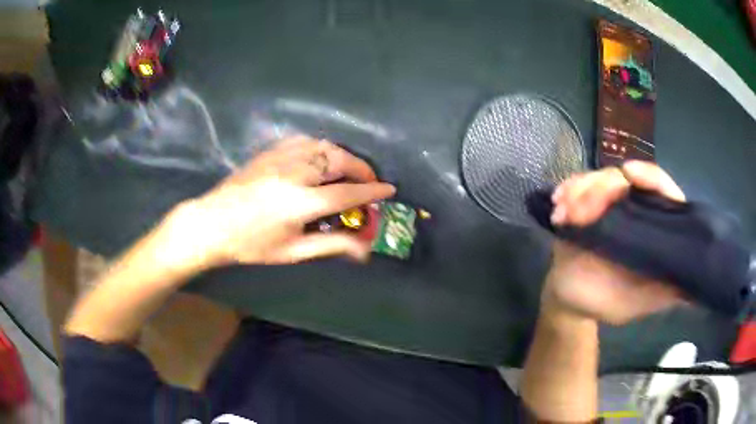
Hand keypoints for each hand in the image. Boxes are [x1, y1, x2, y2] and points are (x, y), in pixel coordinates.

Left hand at [165, 136, 394, 268]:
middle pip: (340, 161)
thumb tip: (364, 250)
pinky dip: (322, 147)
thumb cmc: (251, 245)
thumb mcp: (292, 251)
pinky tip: (322, 158)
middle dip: (362, 169)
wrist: (212, 223)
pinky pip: (305, 141)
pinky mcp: (270, 151)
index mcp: (301, 202)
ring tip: (349, 170)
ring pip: (324, 146)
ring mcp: (281, 157)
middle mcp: (295, 173)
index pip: (348, 193)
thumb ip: (331, 245)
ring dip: (344, 156)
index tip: (390, 189)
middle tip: (369, 181)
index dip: (372, 191)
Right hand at [543, 161, 685, 324]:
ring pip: (600, 178)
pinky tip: (558, 205)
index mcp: (652, 228)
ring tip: (564, 213)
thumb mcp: (637, 302)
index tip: (630, 174)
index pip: (662, 192)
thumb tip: (692, 286)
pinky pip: (577, 185)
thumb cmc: (606, 301)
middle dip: (602, 187)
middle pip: (626, 178)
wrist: (570, 300)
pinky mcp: (585, 202)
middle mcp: (634, 209)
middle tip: (580, 212)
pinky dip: (567, 190)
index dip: (651, 178)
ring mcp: (609, 203)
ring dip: (580, 190)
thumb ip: (662, 293)